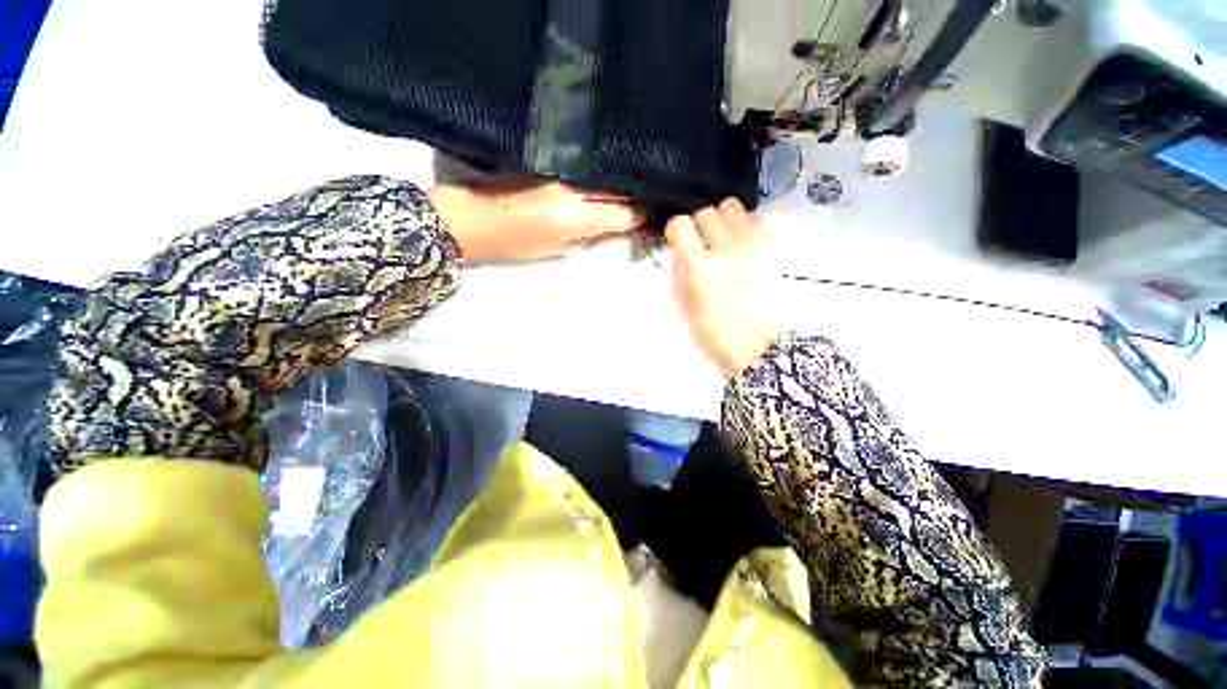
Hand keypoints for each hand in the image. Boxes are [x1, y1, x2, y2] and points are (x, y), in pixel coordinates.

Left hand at [429, 179, 644, 262]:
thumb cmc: (513, 244)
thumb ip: (592, 235)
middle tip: (650, 197)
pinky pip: (588, 163)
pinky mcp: (550, 156)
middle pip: (620, 186)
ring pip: (606, 171)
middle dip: (638, 194)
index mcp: (573, 216)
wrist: (471, 217)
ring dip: (622, 179)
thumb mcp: (557, 249)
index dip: (642, 215)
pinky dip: (603, 171)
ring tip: (634, 185)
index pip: (624, 212)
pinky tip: (609, 174)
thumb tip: (621, 227)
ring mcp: (561, 166)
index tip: (653, 215)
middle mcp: (572, 185)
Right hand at [666, 199, 782, 378]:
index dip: (677, 232)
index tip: (680, 243)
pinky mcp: (774, 247)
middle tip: (703, 245)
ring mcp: (755, 245)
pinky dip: (746, 224)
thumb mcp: (681, 305)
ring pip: (732, 206)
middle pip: (706, 211)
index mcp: (700, 268)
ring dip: (723, 220)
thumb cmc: (712, 332)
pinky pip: (757, 216)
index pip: (680, 224)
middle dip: (699, 226)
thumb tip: (681, 246)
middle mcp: (727, 249)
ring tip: (724, 240)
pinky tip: (743, 242)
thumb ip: (678, 269)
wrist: (757, 346)